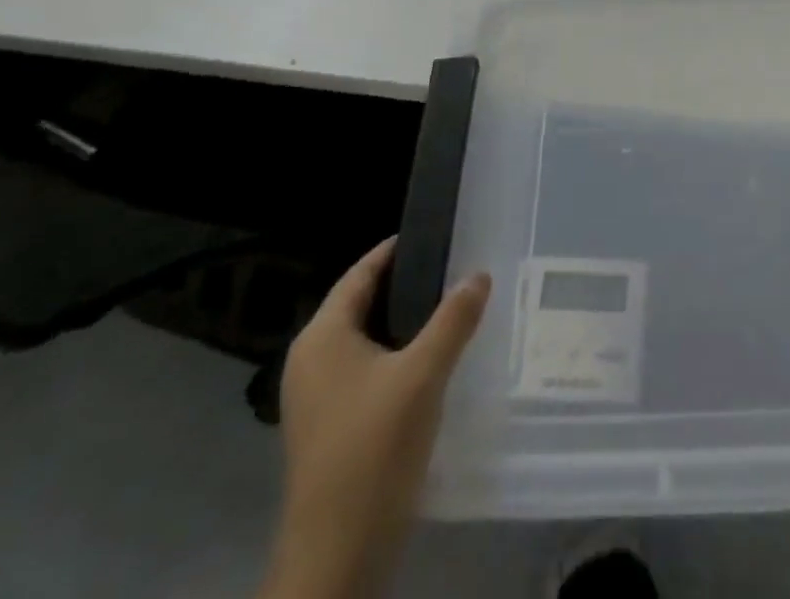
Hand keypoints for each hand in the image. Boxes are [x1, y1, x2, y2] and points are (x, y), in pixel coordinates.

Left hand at [259, 240, 490, 598]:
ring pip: (365, 341)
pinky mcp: (329, 428)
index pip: (360, 274)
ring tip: (450, 309)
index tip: (435, 233)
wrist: (337, 556)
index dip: (395, 250)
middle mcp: (311, 361)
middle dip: (406, 285)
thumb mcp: (423, 375)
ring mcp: (316, 398)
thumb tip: (479, 274)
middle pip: (361, 305)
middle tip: (454, 268)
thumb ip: (453, 319)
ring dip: (404, 323)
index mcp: (322, 338)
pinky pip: (365, 371)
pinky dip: (396, 355)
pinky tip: (431, 363)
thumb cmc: (374, 449)